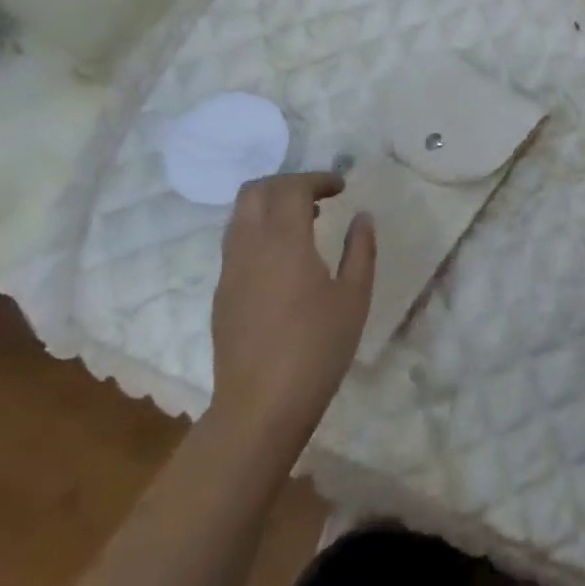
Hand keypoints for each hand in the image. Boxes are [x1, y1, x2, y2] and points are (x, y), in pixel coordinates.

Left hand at [210, 173, 374, 438]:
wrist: (260, 406)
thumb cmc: (317, 348)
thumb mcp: (354, 298)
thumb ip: (360, 250)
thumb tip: (362, 217)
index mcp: (283, 242)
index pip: (291, 188)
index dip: (317, 178)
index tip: (341, 186)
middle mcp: (249, 246)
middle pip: (255, 191)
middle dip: (287, 183)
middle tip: (319, 196)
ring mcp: (229, 270)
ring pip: (240, 216)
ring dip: (270, 206)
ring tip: (304, 223)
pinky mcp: (222, 293)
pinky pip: (236, 243)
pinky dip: (259, 231)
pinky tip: (284, 259)